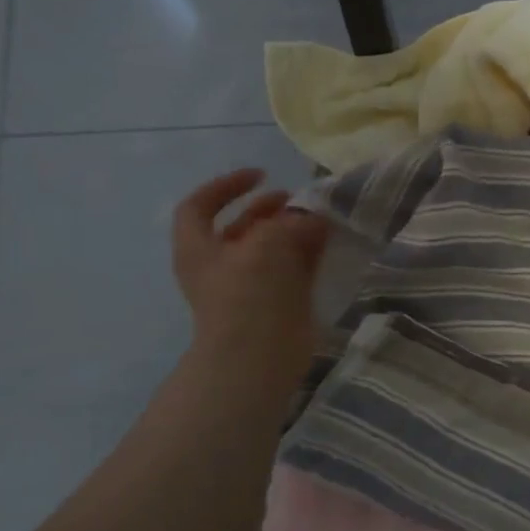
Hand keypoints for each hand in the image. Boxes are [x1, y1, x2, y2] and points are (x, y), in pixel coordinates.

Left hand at [171, 169, 329, 373]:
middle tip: (297, 198)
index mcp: (199, 249)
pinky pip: (294, 268)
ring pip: (272, 247)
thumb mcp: (266, 243)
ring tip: (321, 216)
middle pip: (241, 226)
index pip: (199, 206)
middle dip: (268, 208)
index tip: (260, 175)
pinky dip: (310, 252)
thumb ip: (290, 222)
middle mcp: (221, 265)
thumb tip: (312, 218)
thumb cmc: (249, 293)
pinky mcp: (278, 301)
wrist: (258, 356)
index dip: (226, 186)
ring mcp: (251, 285)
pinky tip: (330, 240)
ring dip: (294, 229)